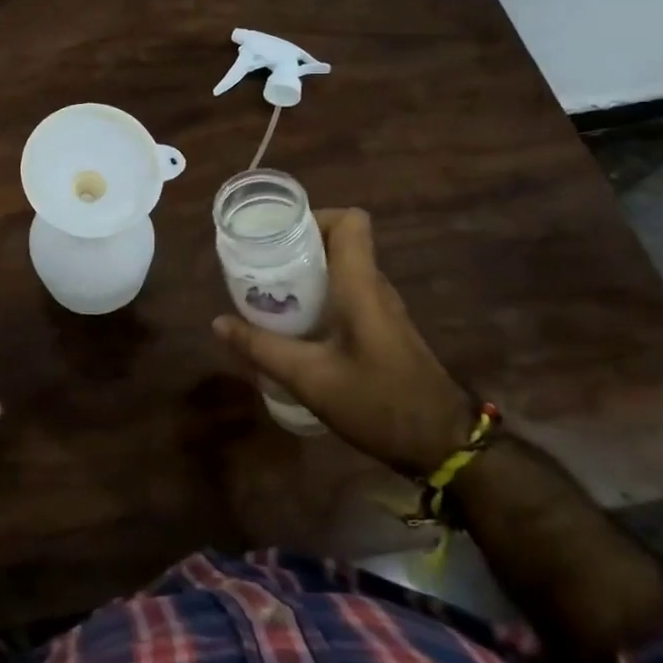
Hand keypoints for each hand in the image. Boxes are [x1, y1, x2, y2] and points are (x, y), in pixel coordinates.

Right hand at [213, 208, 473, 477]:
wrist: (444, 445)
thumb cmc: (379, 403)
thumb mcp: (310, 379)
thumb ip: (262, 349)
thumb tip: (218, 323)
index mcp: (360, 285)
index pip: (350, 221)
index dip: (314, 217)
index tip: (278, 237)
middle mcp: (374, 287)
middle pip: (339, 242)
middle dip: (297, 246)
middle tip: (260, 266)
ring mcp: (382, 309)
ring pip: (342, 270)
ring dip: (307, 274)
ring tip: (270, 293)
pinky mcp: (383, 331)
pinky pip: (347, 294)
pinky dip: (320, 297)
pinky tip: (296, 326)